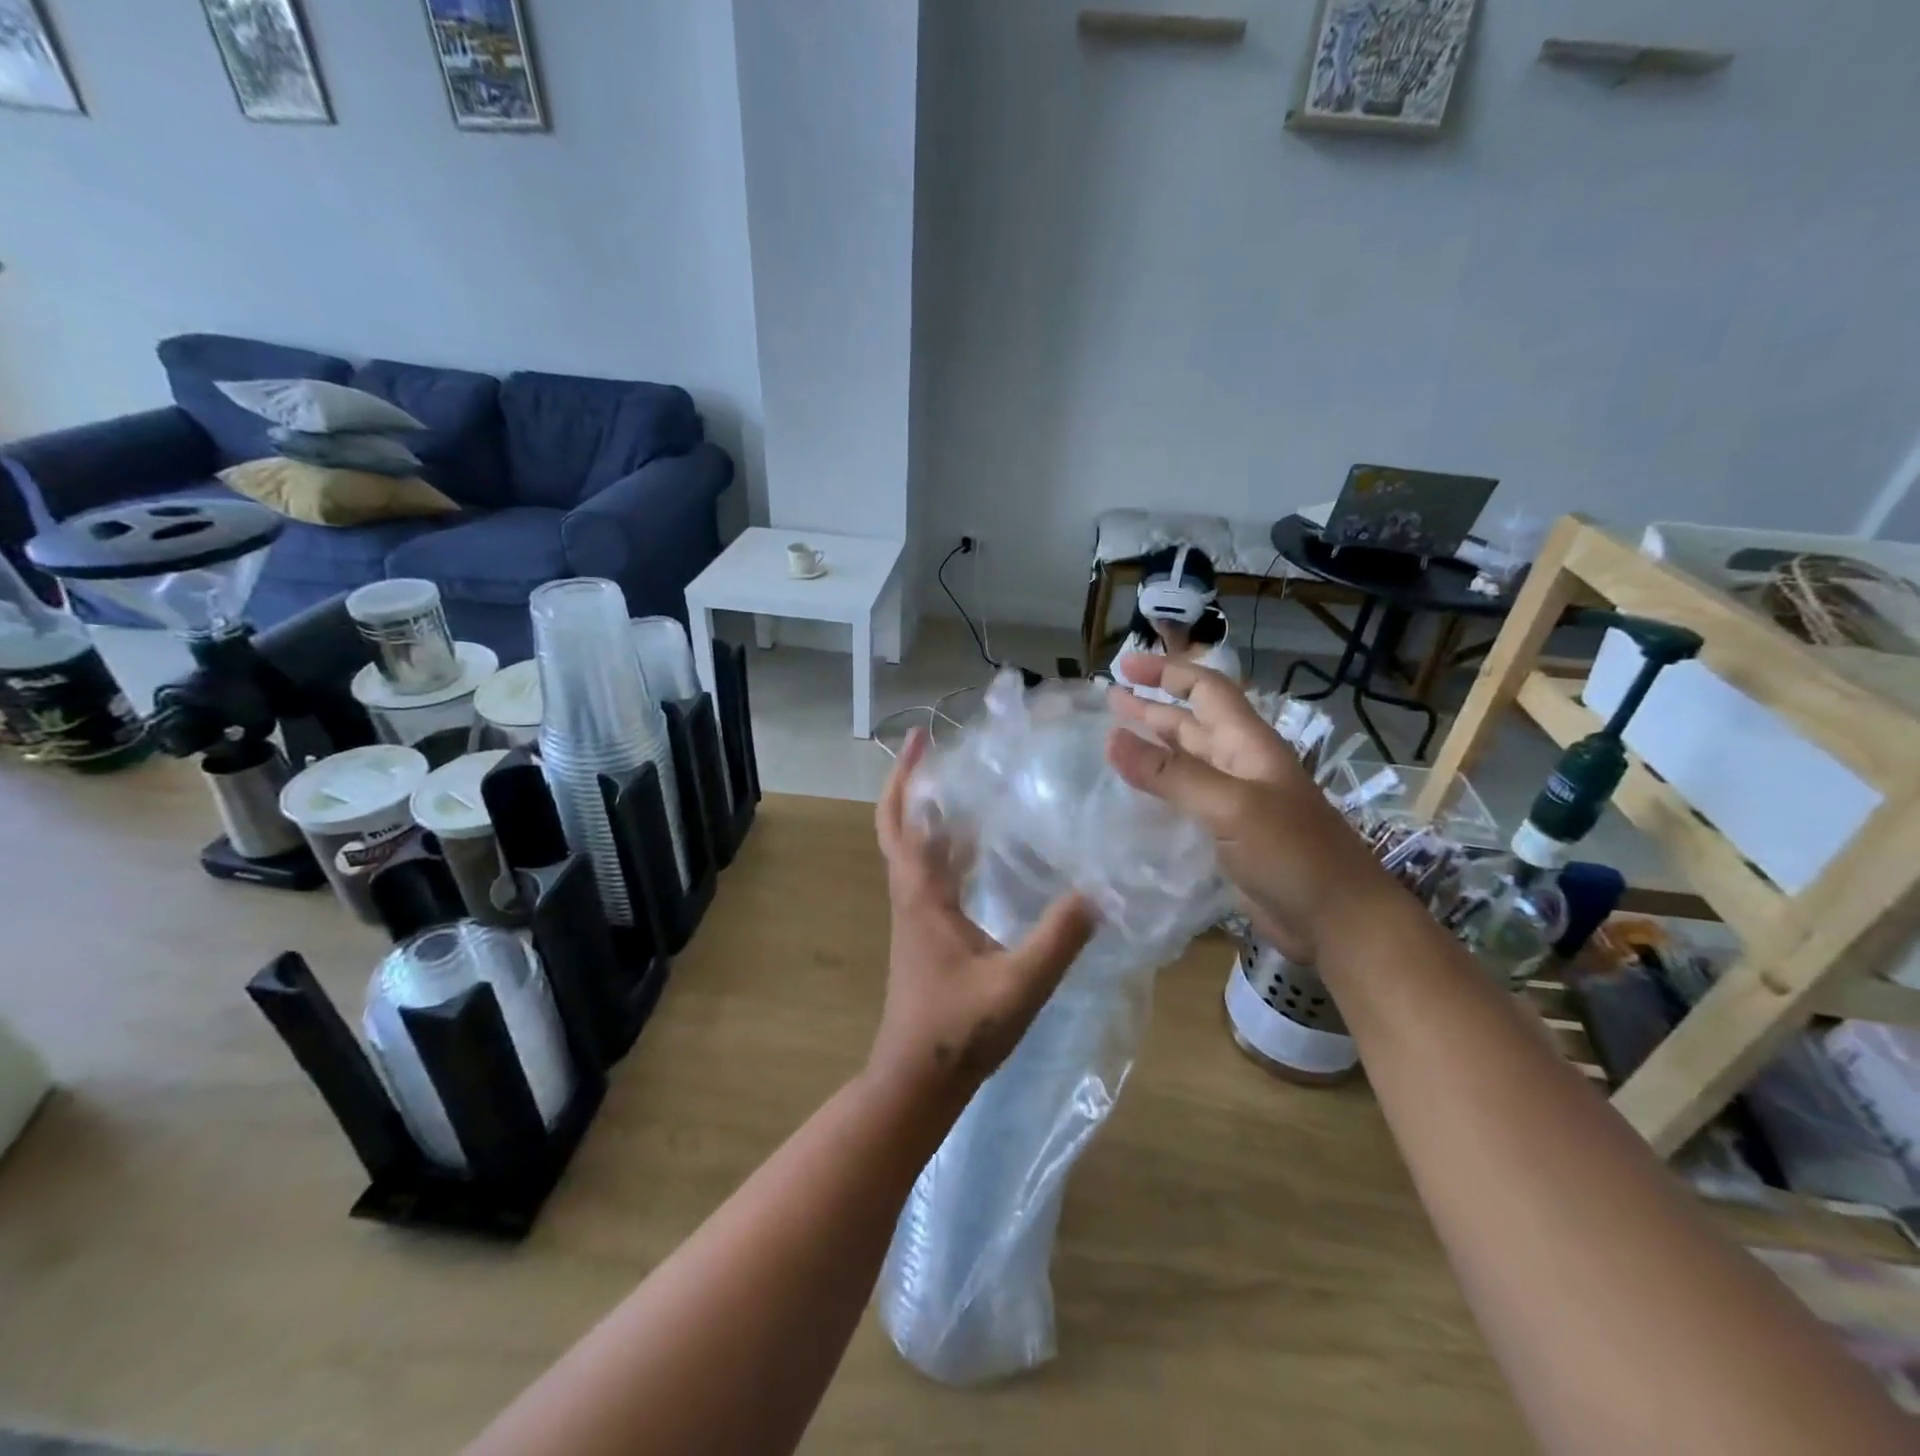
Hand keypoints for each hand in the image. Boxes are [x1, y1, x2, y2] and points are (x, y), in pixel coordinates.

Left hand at [870, 730, 1096, 1105]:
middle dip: (914, 785)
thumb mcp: (1020, 984)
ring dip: (934, 816)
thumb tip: (1098, 889)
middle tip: (947, 753)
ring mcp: (917, 916)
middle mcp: (912, 896)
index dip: (906, 777)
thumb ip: (1060, 938)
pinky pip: (934, 876)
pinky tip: (988, 850)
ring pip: (916, 851)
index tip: (923, 737)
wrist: (919, 1081)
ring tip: (976, 787)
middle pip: (900, 827)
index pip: (902, 822)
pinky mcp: (928, 934)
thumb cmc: (959, 1030)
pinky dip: (951, 850)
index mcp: (921, 896)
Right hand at [1105, 654, 1395, 964]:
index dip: (1167, 672)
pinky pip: (1186, 801)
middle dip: (1151, 707)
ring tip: (1112, 739)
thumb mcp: (1231, 806)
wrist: (1340, 922)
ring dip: (1153, 747)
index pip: (1206, 690)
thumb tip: (1110, 738)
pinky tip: (1133, 798)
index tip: (1124, 664)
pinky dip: (1158, 791)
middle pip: (1191, 724)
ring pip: (1186, 763)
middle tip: (1108, 698)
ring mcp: (1235, 803)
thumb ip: (1171, 774)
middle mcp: (1240, 766)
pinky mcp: (1228, 837)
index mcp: (1248, 745)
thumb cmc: (1294, 854)